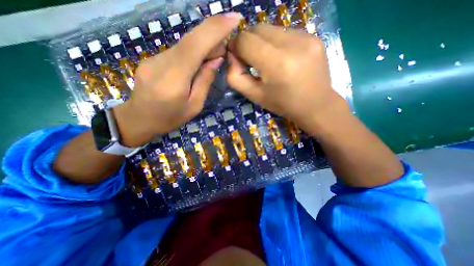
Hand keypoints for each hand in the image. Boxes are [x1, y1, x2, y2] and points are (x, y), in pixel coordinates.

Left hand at [114, 13, 242, 146]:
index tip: (234, 18)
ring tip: (213, 59)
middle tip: (226, 49)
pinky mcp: (152, 58)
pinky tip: (197, 63)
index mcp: (174, 79)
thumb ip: (204, 82)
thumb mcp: (194, 106)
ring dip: (203, 48)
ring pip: (185, 45)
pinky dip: (192, 53)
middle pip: (190, 41)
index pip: (195, 45)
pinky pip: (178, 51)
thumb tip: (216, 59)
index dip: (215, 29)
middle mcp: (162, 62)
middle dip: (213, 38)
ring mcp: (154, 58)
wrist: (138, 118)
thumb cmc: (169, 118)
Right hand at [227, 22, 348, 132]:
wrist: (316, 105)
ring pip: (271, 28)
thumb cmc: (283, 104)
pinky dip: (277, 42)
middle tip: (251, 59)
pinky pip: (286, 32)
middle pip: (257, 28)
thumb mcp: (254, 96)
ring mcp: (306, 37)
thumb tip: (231, 57)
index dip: (235, 47)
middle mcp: (292, 45)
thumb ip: (236, 77)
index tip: (237, 58)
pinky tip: (283, 58)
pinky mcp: (314, 36)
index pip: (245, 40)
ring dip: (262, 42)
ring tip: (268, 60)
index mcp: (275, 64)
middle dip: (248, 42)